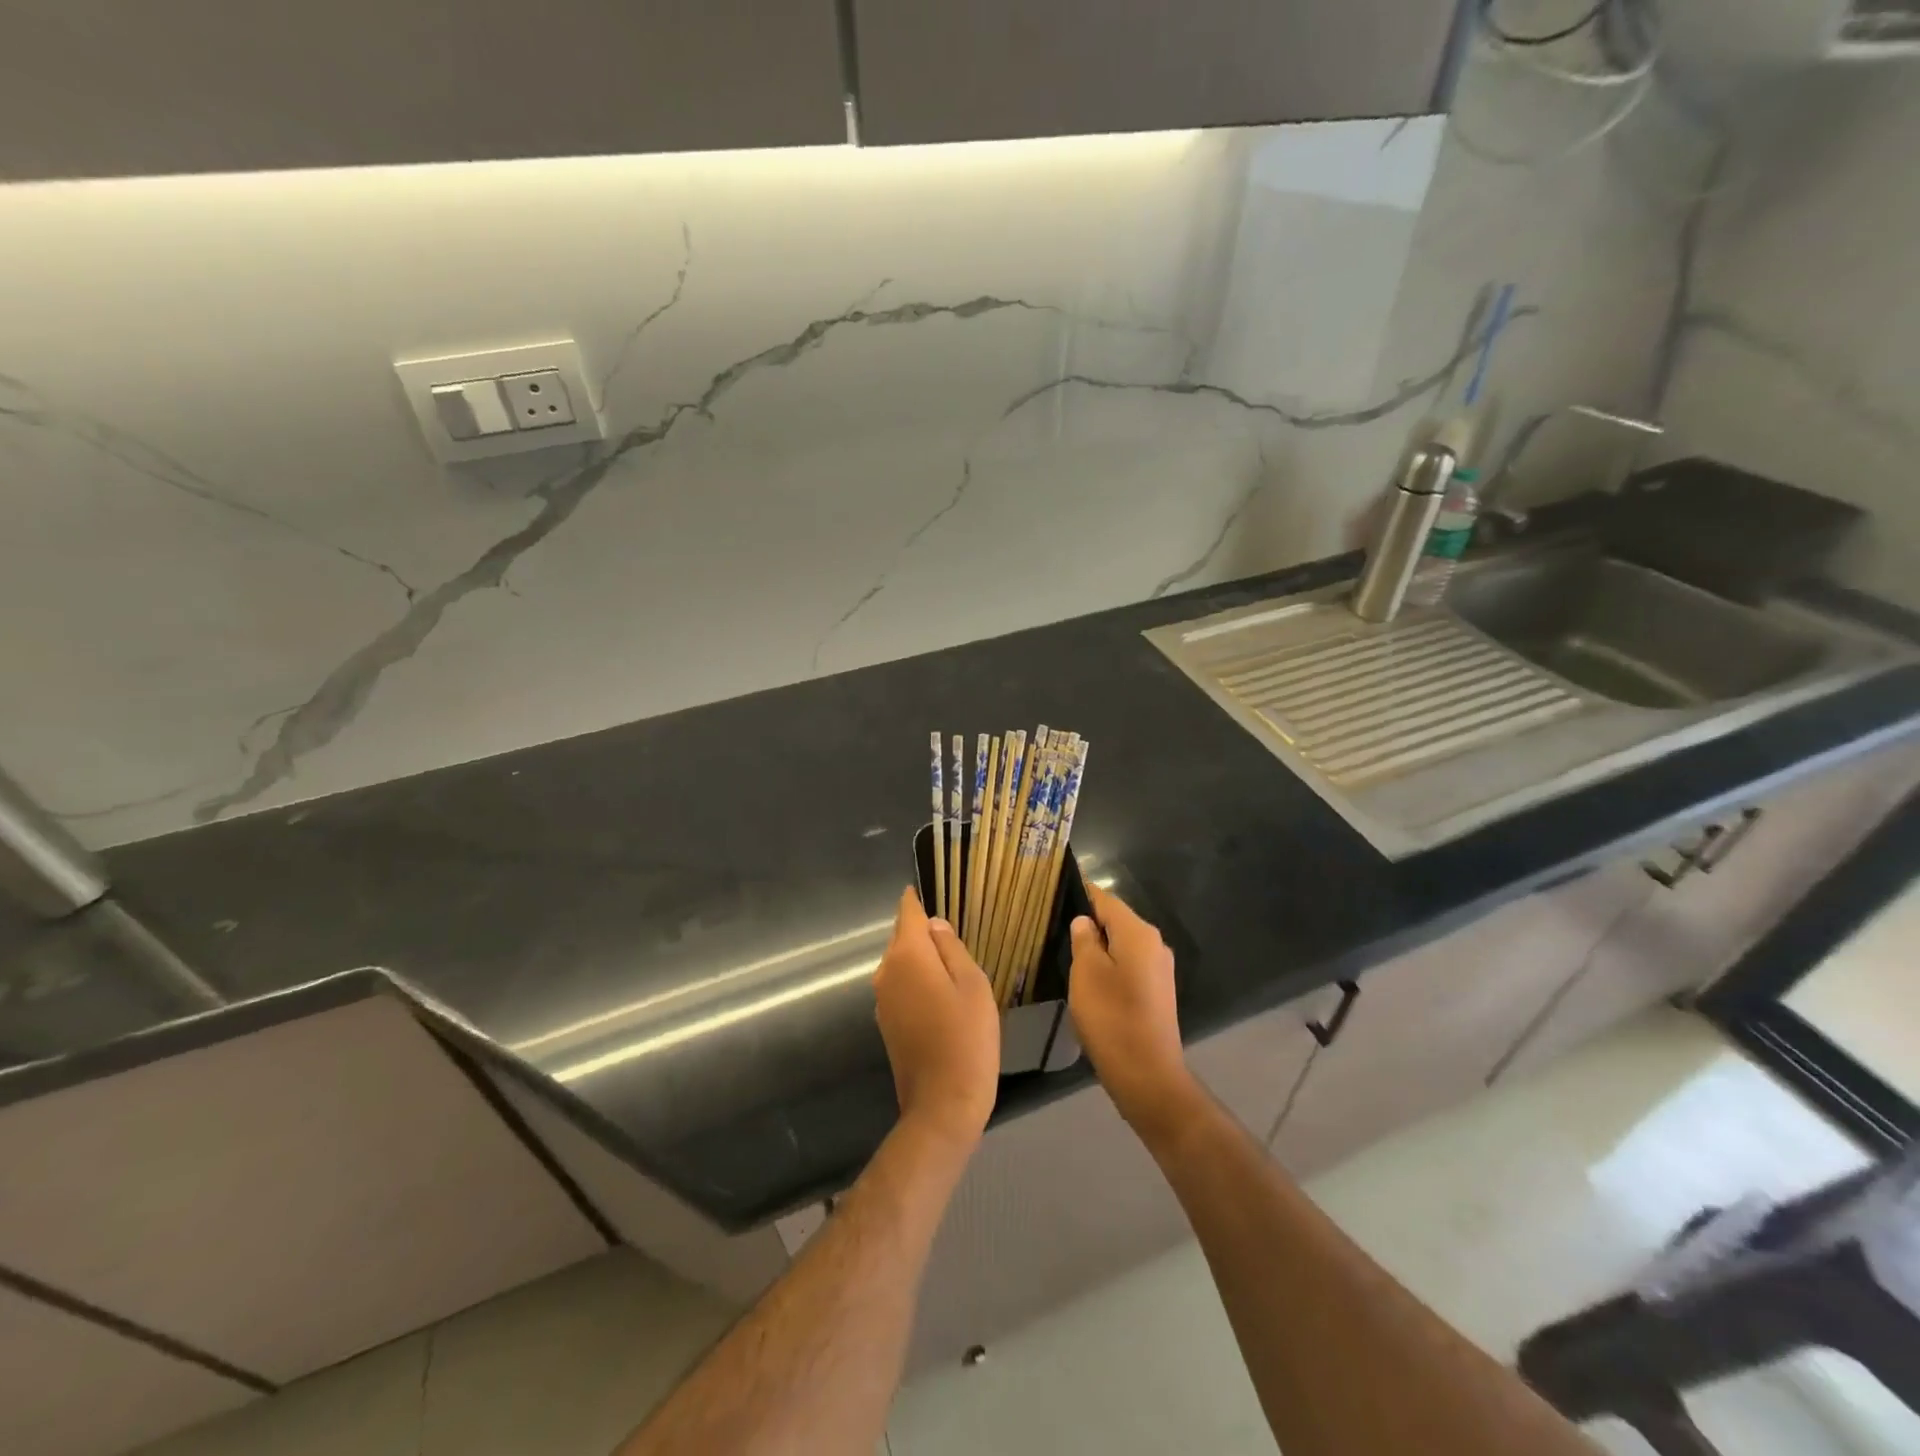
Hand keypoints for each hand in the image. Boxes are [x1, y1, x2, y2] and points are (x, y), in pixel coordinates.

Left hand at [874, 887, 1000, 1149]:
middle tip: (956, 932)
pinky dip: (917, 983)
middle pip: (902, 937)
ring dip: (921, 959)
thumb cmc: (967, 1037)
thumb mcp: (972, 984)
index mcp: (907, 955)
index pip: (908, 912)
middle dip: (924, 931)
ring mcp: (883, 1000)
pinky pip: (901, 987)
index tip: (931, 889)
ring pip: (901, 963)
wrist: (942, 1104)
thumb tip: (934, 924)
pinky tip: (940, 996)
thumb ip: (951, 948)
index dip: (918, 899)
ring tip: (952, 964)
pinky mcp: (886, 1023)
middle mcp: (886, 972)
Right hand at [1068, 883, 1203, 1143]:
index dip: (1081, 893)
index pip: (1106, 899)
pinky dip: (1109, 967)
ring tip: (1066, 953)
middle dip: (1088, 922)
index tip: (1056, 890)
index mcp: (1139, 933)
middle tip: (1054, 927)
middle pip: (1116, 921)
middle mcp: (1155, 944)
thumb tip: (1085, 921)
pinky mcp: (1157, 993)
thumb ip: (1084, 940)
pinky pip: (1129, 967)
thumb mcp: (1086, 973)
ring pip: (1122, 946)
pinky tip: (1089, 981)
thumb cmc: (1112, 1018)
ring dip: (1098, 948)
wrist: (1148, 1076)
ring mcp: (1159, 970)